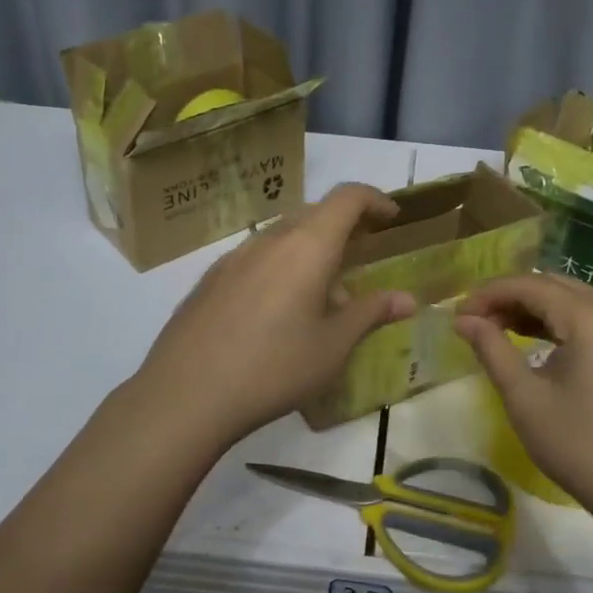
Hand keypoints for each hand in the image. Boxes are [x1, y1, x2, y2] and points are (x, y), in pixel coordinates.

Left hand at [136, 184, 416, 445]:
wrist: (185, 394)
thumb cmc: (274, 368)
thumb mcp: (333, 346)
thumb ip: (371, 313)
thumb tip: (407, 298)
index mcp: (308, 246)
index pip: (347, 197)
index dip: (375, 199)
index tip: (392, 217)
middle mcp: (270, 239)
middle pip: (315, 213)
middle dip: (345, 225)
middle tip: (363, 255)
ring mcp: (235, 256)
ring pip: (284, 235)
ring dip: (311, 248)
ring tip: (324, 292)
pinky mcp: (211, 279)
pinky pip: (258, 257)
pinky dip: (281, 266)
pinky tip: (278, 311)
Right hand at [454, 274, 592, 528]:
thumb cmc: (581, 446)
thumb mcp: (525, 398)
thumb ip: (491, 349)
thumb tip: (464, 320)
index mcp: (591, 316)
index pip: (529, 285)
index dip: (488, 294)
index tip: (457, 315)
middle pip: (553, 286)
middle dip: (510, 297)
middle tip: (474, 321)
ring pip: (573, 302)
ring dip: (534, 309)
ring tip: (497, 329)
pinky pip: (592, 321)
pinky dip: (560, 324)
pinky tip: (536, 343)